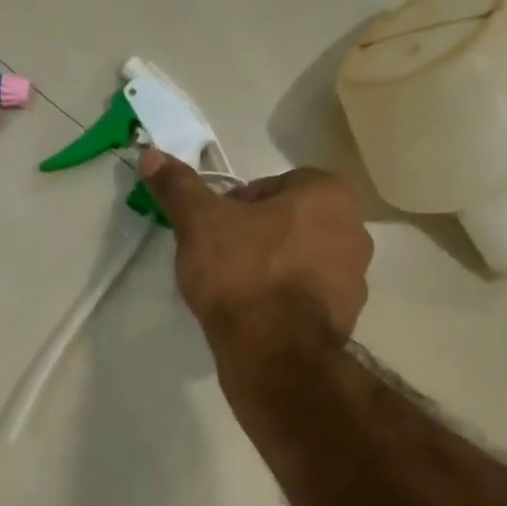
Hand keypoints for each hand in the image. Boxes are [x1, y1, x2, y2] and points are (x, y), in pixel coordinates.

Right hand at [140, 149, 371, 361]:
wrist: (273, 351)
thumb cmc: (242, 274)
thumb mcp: (199, 224)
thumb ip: (178, 187)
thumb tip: (150, 154)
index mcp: (327, 193)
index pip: (271, 187)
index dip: (235, 209)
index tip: (213, 234)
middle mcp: (355, 228)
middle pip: (290, 224)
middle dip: (258, 238)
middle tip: (223, 263)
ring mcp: (356, 277)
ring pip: (301, 261)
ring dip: (274, 270)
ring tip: (239, 294)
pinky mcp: (348, 317)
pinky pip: (309, 298)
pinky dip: (286, 302)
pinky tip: (258, 318)